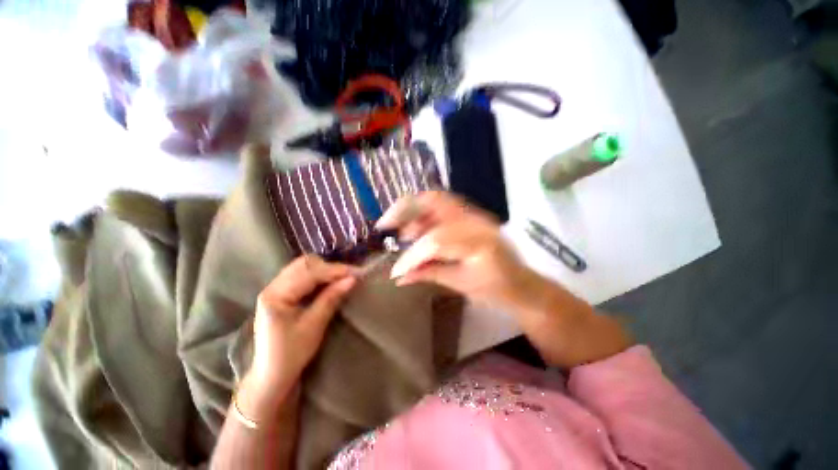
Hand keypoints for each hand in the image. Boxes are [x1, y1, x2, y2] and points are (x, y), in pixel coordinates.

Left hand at [241, 255, 356, 410]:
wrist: (271, 375)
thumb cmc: (291, 354)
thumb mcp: (314, 326)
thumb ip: (331, 298)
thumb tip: (352, 279)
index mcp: (276, 295)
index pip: (309, 274)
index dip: (334, 271)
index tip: (356, 273)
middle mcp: (272, 287)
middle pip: (303, 264)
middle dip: (328, 267)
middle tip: (348, 276)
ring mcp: (274, 289)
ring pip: (302, 267)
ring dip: (323, 270)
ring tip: (341, 278)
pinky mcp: (280, 293)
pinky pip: (301, 275)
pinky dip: (317, 275)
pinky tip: (328, 282)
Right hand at [376, 191, 540, 309]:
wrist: (522, 284)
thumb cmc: (497, 290)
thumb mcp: (461, 285)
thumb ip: (428, 273)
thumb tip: (399, 276)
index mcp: (479, 241)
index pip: (436, 240)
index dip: (412, 255)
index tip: (396, 270)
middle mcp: (478, 220)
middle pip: (435, 201)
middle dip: (405, 209)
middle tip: (385, 224)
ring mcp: (476, 214)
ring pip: (437, 200)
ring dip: (414, 212)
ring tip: (402, 232)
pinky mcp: (472, 216)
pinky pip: (443, 208)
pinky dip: (424, 216)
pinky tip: (416, 230)